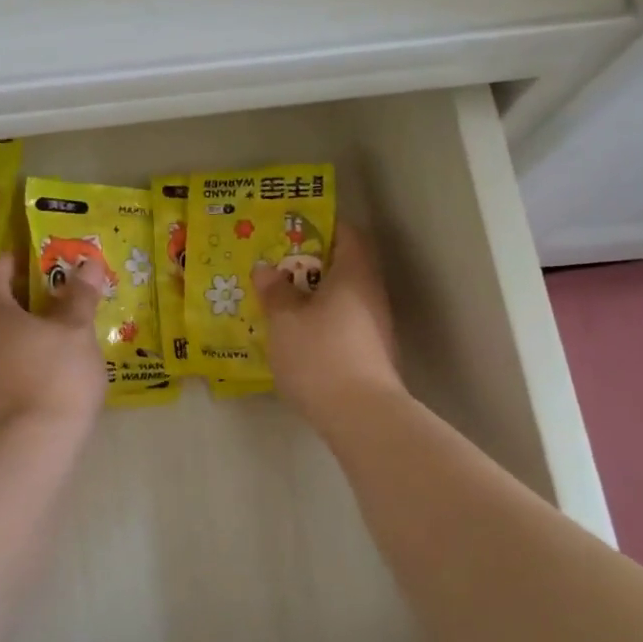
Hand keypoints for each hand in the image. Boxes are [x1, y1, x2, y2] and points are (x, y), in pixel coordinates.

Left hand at [0, 253, 108, 430]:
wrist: (34, 443)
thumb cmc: (57, 374)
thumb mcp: (77, 331)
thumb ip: (80, 296)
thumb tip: (88, 263)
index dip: (12, 261)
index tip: (35, 258)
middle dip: (22, 298)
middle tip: (57, 297)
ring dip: (21, 331)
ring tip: (56, 334)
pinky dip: (19, 357)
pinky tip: (47, 368)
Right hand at [254, 222, 403, 429]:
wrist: (360, 415)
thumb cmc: (320, 354)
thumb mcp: (285, 319)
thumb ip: (275, 291)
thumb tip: (266, 269)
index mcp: (354, 274)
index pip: (347, 234)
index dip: (322, 227)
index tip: (292, 230)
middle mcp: (372, 294)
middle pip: (345, 267)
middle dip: (311, 265)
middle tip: (277, 267)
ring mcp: (376, 327)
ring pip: (344, 299)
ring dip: (315, 297)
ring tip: (281, 302)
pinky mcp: (372, 355)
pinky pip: (344, 325)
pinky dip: (323, 323)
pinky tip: (298, 337)